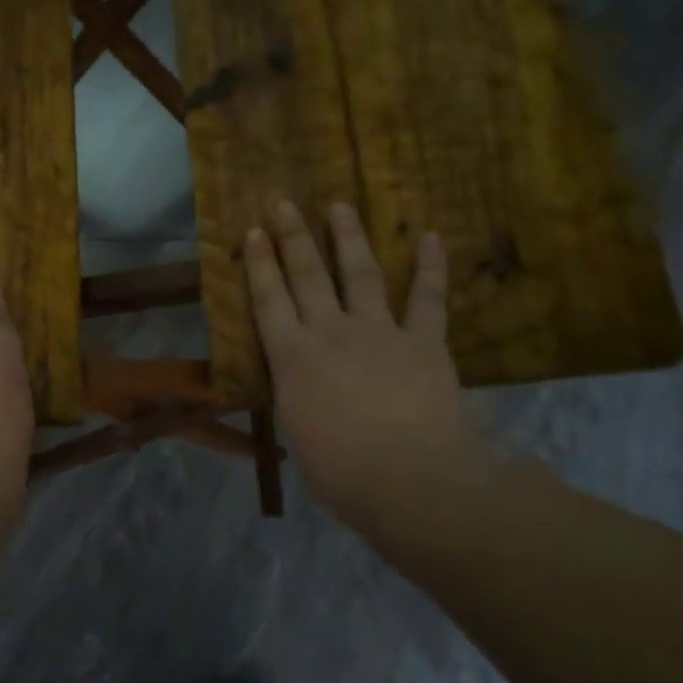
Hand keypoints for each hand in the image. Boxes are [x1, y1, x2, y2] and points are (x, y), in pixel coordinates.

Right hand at [245, 200, 479, 533]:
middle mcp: (331, 333)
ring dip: (349, 237)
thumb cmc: (340, 471)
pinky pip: (427, 298)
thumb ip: (298, 398)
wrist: (408, 480)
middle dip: (292, 236)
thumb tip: (300, 389)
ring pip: (360, 274)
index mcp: (293, 358)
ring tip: (340, 206)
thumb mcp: (299, 433)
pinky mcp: (423, 342)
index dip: (259, 263)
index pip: (269, 300)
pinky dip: (430, 267)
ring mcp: (379, 332)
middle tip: (284, 202)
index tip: (252, 231)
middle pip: (307, 275)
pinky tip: (430, 236)